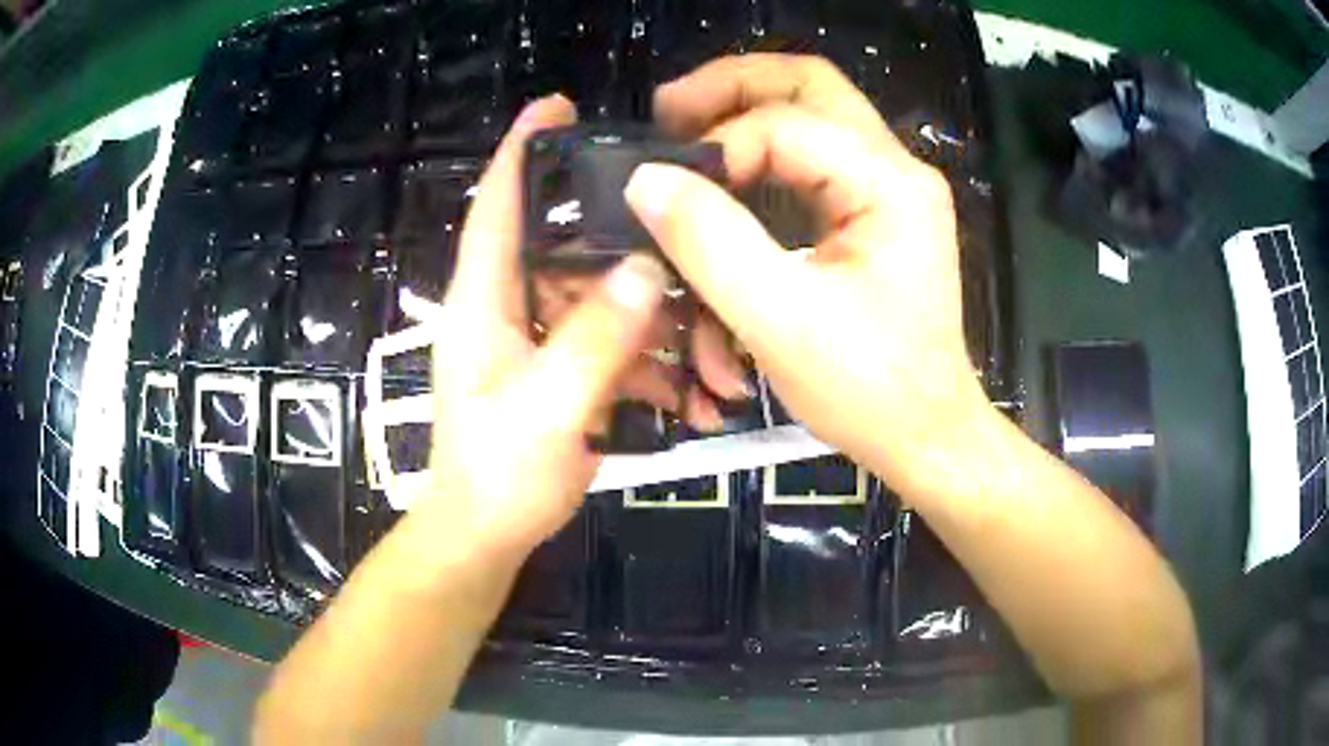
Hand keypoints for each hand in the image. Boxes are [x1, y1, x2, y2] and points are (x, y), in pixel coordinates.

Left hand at [412, 95, 673, 558]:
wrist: (488, 534)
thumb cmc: (498, 475)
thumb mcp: (548, 410)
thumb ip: (595, 340)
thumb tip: (648, 268)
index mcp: (485, 299)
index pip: (500, 205)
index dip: (522, 150)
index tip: (558, 105)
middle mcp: (510, 304)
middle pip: (572, 248)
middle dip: (633, 252)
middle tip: (692, 247)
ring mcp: (539, 337)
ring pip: (606, 300)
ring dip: (660, 329)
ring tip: (712, 367)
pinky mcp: (563, 368)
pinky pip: (614, 345)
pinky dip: (654, 366)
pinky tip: (692, 398)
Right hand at [626, 55, 991, 493]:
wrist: (926, 435)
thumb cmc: (869, 391)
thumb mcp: (781, 321)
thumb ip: (711, 243)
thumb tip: (646, 180)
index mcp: (890, 183)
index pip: (784, 125)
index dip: (715, 149)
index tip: (666, 194)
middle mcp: (897, 169)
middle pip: (809, 84)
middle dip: (731, 88)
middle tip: (667, 111)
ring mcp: (889, 189)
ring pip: (811, 113)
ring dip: (745, 115)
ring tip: (685, 133)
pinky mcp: (876, 213)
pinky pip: (813, 159)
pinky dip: (764, 160)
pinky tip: (729, 179)